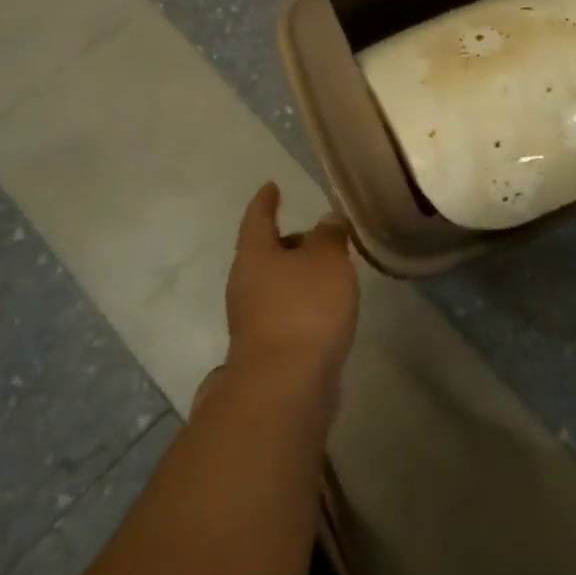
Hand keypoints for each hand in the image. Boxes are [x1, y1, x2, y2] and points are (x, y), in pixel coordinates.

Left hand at [224, 182, 359, 396]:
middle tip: (318, 236)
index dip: (266, 201)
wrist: (286, 387)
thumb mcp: (327, 259)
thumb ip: (329, 236)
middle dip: (289, 243)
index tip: (272, 186)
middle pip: (265, 254)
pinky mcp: (267, 350)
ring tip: (329, 274)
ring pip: (275, 286)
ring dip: (297, 277)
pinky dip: (302, 305)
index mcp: (254, 255)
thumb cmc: (304, 308)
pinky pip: (285, 313)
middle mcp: (245, 284)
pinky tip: (325, 311)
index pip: (258, 218)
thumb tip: (327, 220)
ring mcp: (252, 321)